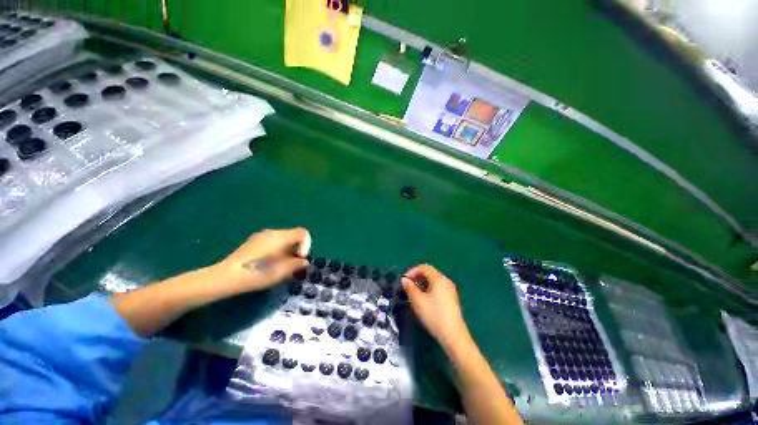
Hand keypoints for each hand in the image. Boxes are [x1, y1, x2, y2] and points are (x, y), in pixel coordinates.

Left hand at [212, 228, 310, 292]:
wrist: (226, 277)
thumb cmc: (257, 274)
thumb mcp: (282, 272)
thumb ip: (297, 264)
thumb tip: (304, 262)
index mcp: (281, 237)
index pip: (303, 233)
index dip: (307, 245)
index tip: (300, 259)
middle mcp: (272, 232)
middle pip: (293, 235)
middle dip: (296, 249)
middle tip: (291, 264)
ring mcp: (261, 235)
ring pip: (283, 239)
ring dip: (287, 250)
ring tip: (280, 265)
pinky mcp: (253, 241)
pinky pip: (272, 241)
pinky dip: (277, 249)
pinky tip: (268, 263)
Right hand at [401, 264, 469, 349]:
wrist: (453, 335)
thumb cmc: (434, 315)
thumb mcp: (418, 301)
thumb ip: (410, 287)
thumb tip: (404, 280)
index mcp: (439, 279)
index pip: (424, 267)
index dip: (412, 271)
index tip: (404, 281)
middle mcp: (446, 281)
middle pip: (429, 273)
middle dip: (417, 278)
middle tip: (408, 287)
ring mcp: (450, 290)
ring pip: (433, 281)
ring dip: (422, 284)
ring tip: (414, 294)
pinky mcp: (452, 298)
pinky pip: (438, 288)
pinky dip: (429, 289)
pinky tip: (424, 300)